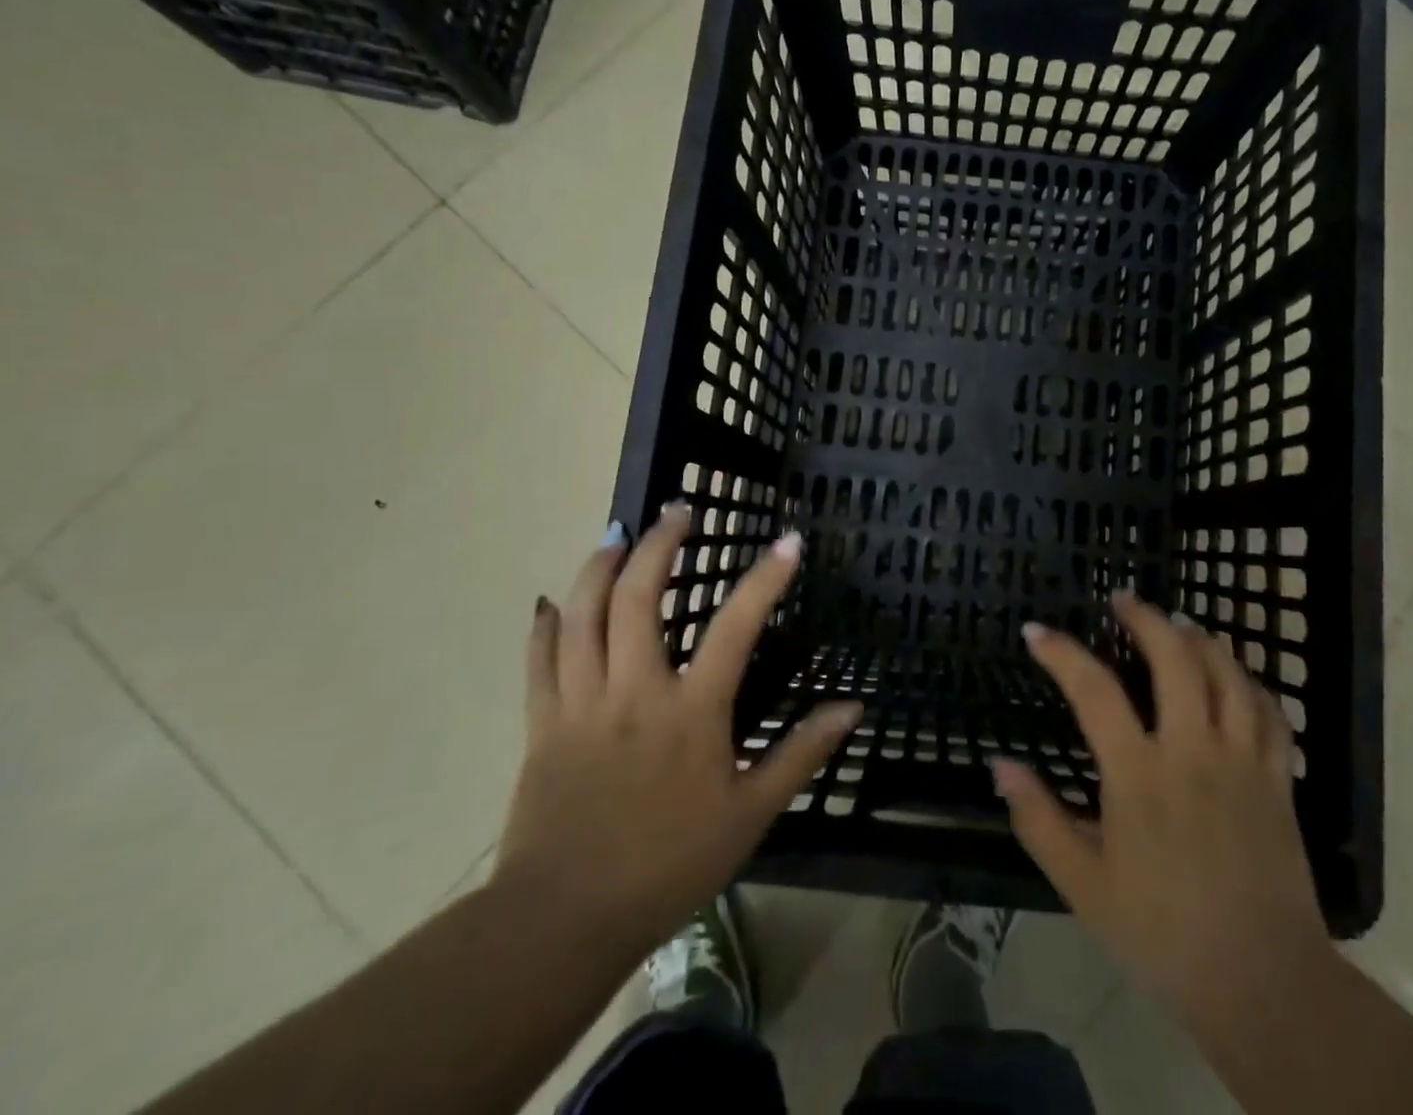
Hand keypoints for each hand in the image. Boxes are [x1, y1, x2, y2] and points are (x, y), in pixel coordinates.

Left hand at [492, 506, 860, 961]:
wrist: (562, 921)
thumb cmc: (669, 864)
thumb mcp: (750, 813)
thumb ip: (801, 754)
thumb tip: (853, 708)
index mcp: (691, 711)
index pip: (736, 627)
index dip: (765, 579)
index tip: (787, 540)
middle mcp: (635, 691)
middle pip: (639, 599)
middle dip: (658, 544)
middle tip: (675, 511)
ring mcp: (582, 703)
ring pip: (583, 616)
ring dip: (600, 567)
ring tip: (617, 533)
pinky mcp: (542, 724)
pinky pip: (539, 660)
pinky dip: (546, 624)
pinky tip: (551, 600)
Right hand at [993, 592, 1331, 1040]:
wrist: (1262, 983)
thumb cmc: (1161, 933)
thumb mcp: (1083, 885)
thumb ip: (1038, 819)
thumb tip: (999, 765)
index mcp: (1139, 774)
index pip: (1093, 690)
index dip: (1060, 652)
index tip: (1036, 632)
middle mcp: (1192, 750)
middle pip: (1175, 657)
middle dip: (1146, 618)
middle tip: (1124, 600)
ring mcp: (1242, 760)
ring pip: (1227, 673)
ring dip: (1201, 639)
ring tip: (1179, 623)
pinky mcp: (1278, 778)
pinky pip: (1270, 712)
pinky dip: (1250, 682)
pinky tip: (1235, 676)